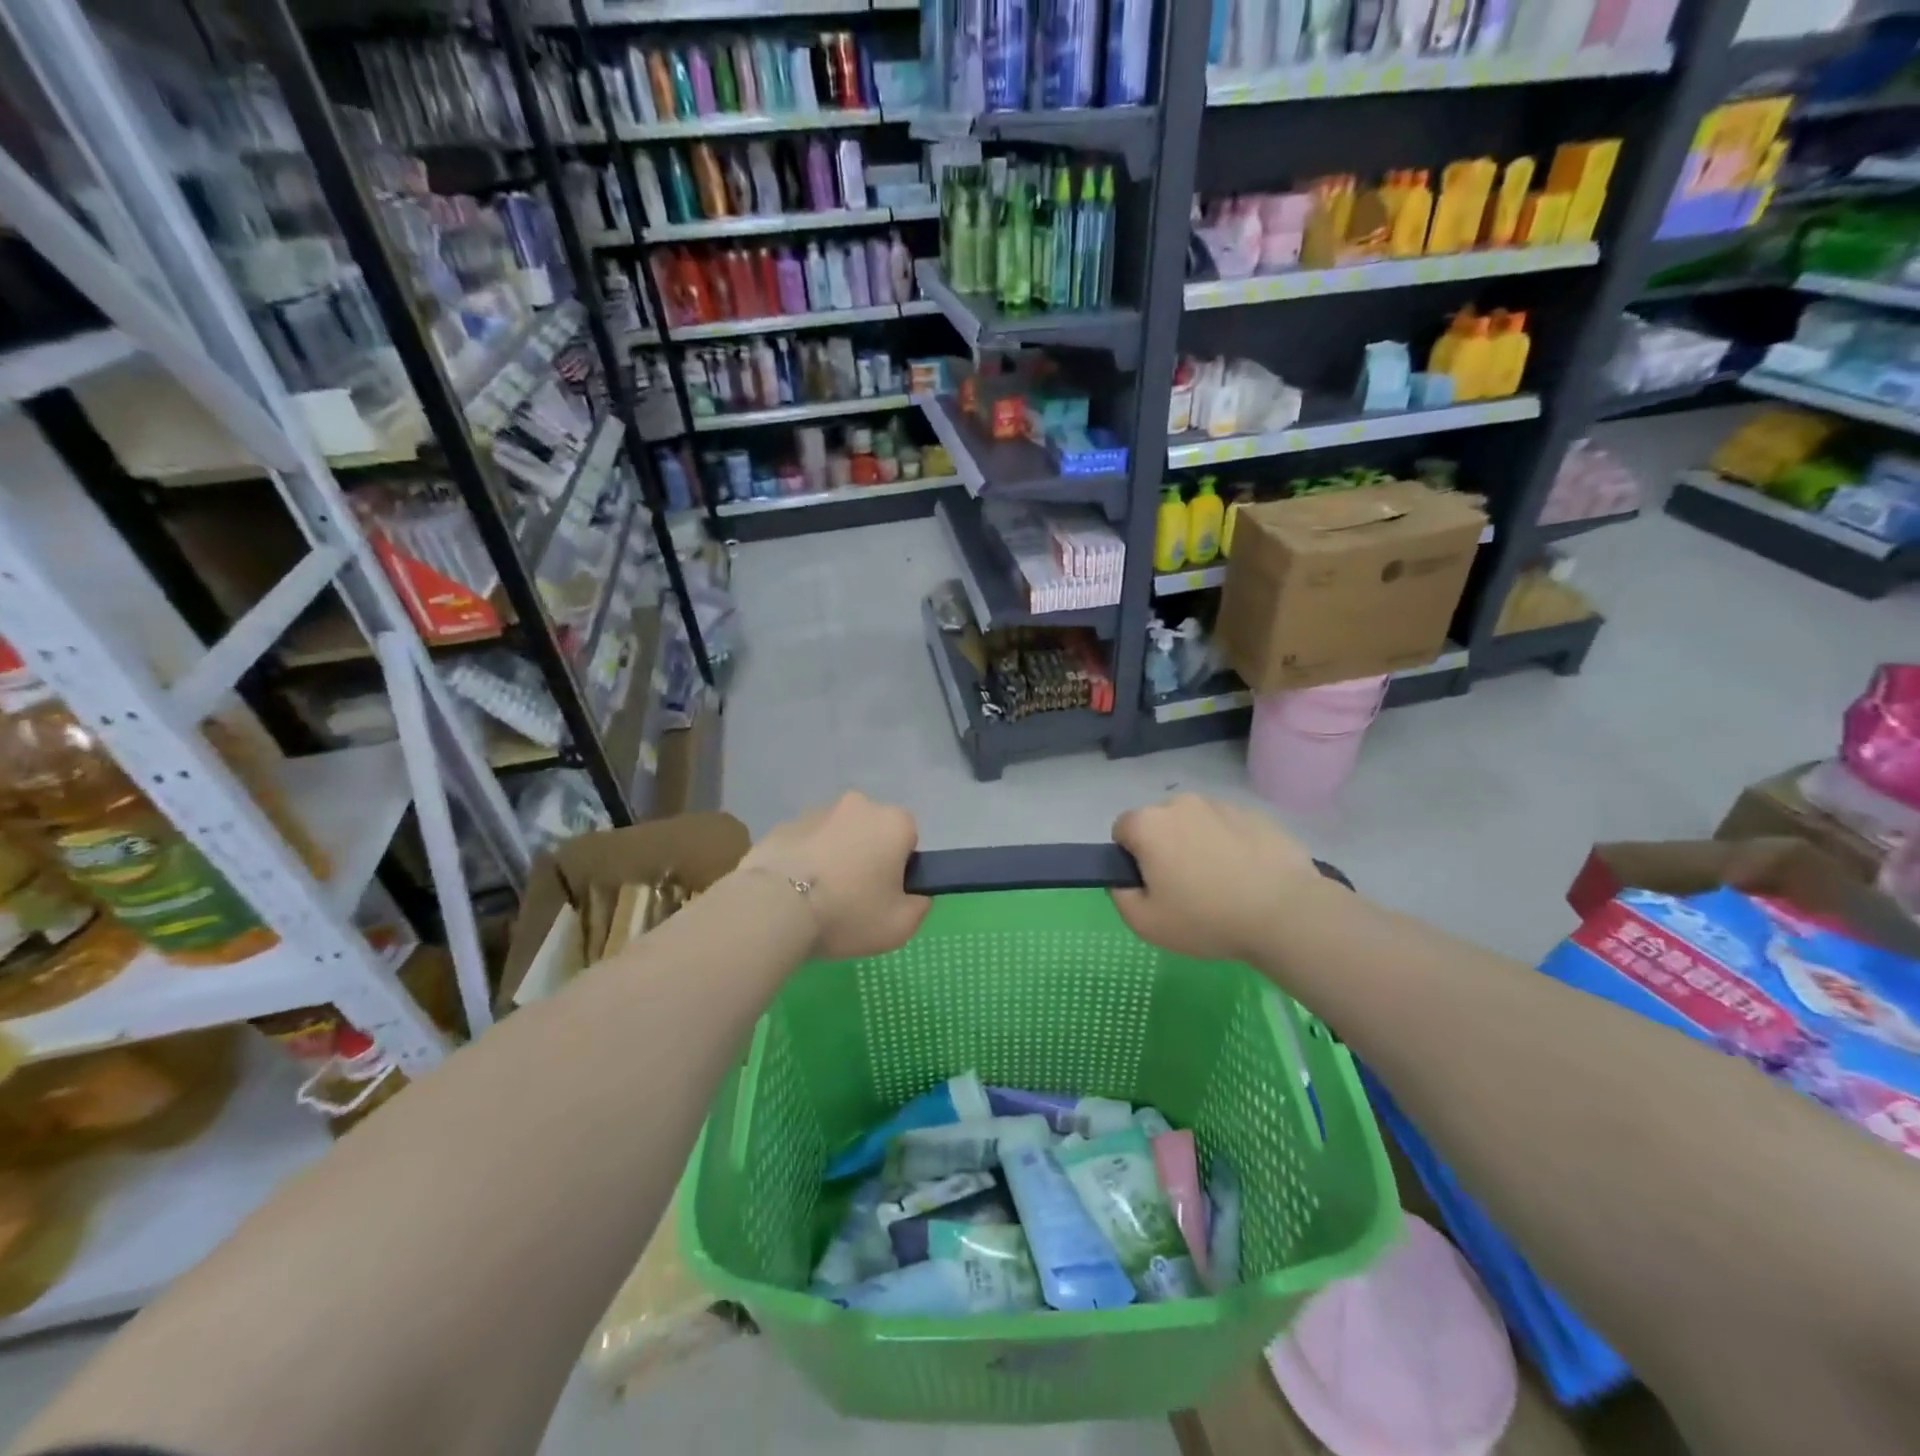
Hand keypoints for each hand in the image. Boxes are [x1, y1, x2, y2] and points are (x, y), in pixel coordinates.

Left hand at [739, 792, 928, 959]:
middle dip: (866, 857)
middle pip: (871, 832)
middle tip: (853, 898)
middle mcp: (858, 805)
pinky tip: (792, 894)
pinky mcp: (782, 825)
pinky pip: (804, 844)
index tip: (885, 894)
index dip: (900, 867)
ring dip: (833, 857)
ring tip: (818, 899)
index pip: (908, 838)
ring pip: (835, 835)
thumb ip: (919, 907)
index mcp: (894, 822)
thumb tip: (915, 896)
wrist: (774, 907)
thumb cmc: (848, 912)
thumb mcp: (900, 926)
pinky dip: (803, 861)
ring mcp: (816, 811)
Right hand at [1111, 795, 1325, 962]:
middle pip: (1160, 823)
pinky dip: (1231, 846)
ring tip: (1222, 884)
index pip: (1123, 830)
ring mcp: (1222, 805)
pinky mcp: (1256, 815)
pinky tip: (1248, 877)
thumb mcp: (1145, 923)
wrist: (1285, 914)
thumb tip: (1124, 880)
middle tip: (1185, 888)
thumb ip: (1120, 896)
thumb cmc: (1206, 918)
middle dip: (1165, 848)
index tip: (1151, 885)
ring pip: (1197, 823)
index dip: (1131, 858)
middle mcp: (1181, 803)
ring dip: (1199, 844)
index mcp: (1149, 824)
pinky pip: (1230, 828)